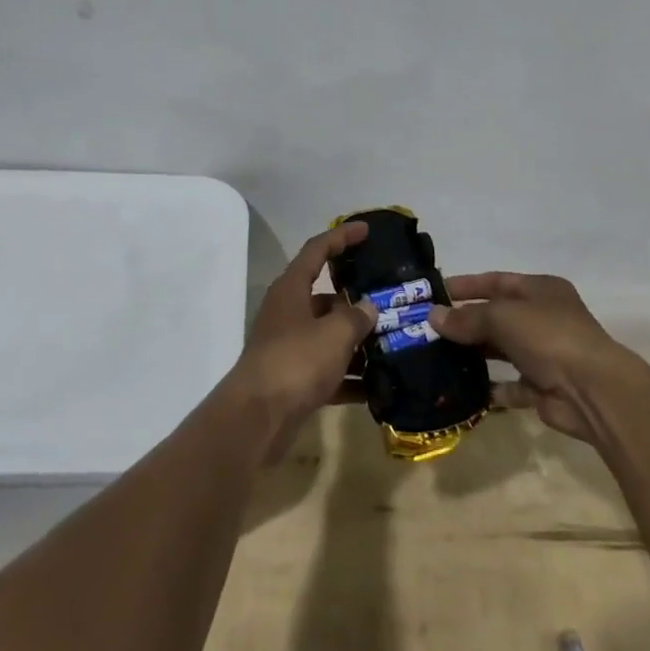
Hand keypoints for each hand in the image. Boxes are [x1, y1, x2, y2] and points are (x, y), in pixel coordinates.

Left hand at [226, 221, 376, 460]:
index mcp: (291, 289)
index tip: (366, 231)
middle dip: (357, 300)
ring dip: (356, 341)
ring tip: (392, 344)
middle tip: (389, 300)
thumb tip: (368, 308)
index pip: (317, 250)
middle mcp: (287, 312)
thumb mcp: (334, 334)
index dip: (341, 237)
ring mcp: (288, 347)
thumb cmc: (296, 361)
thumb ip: (356, 317)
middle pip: (325, 296)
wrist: (257, 419)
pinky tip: (376, 387)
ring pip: (327, 335)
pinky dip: (348, 377)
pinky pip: (326, 370)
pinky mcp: (292, 380)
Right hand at [428, 272, 649, 444]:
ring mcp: (546, 354)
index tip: (436, 292)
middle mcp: (545, 318)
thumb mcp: (502, 317)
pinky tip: (465, 389)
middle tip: (431, 329)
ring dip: (476, 353)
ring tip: (440, 357)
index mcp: (541, 289)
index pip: (497, 281)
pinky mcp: (545, 387)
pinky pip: (512, 385)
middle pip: (498, 316)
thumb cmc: (549, 337)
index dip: (467, 285)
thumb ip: (467, 318)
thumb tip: (432, 316)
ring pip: (503, 350)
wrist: (593, 391)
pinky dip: (492, 388)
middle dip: (466, 322)